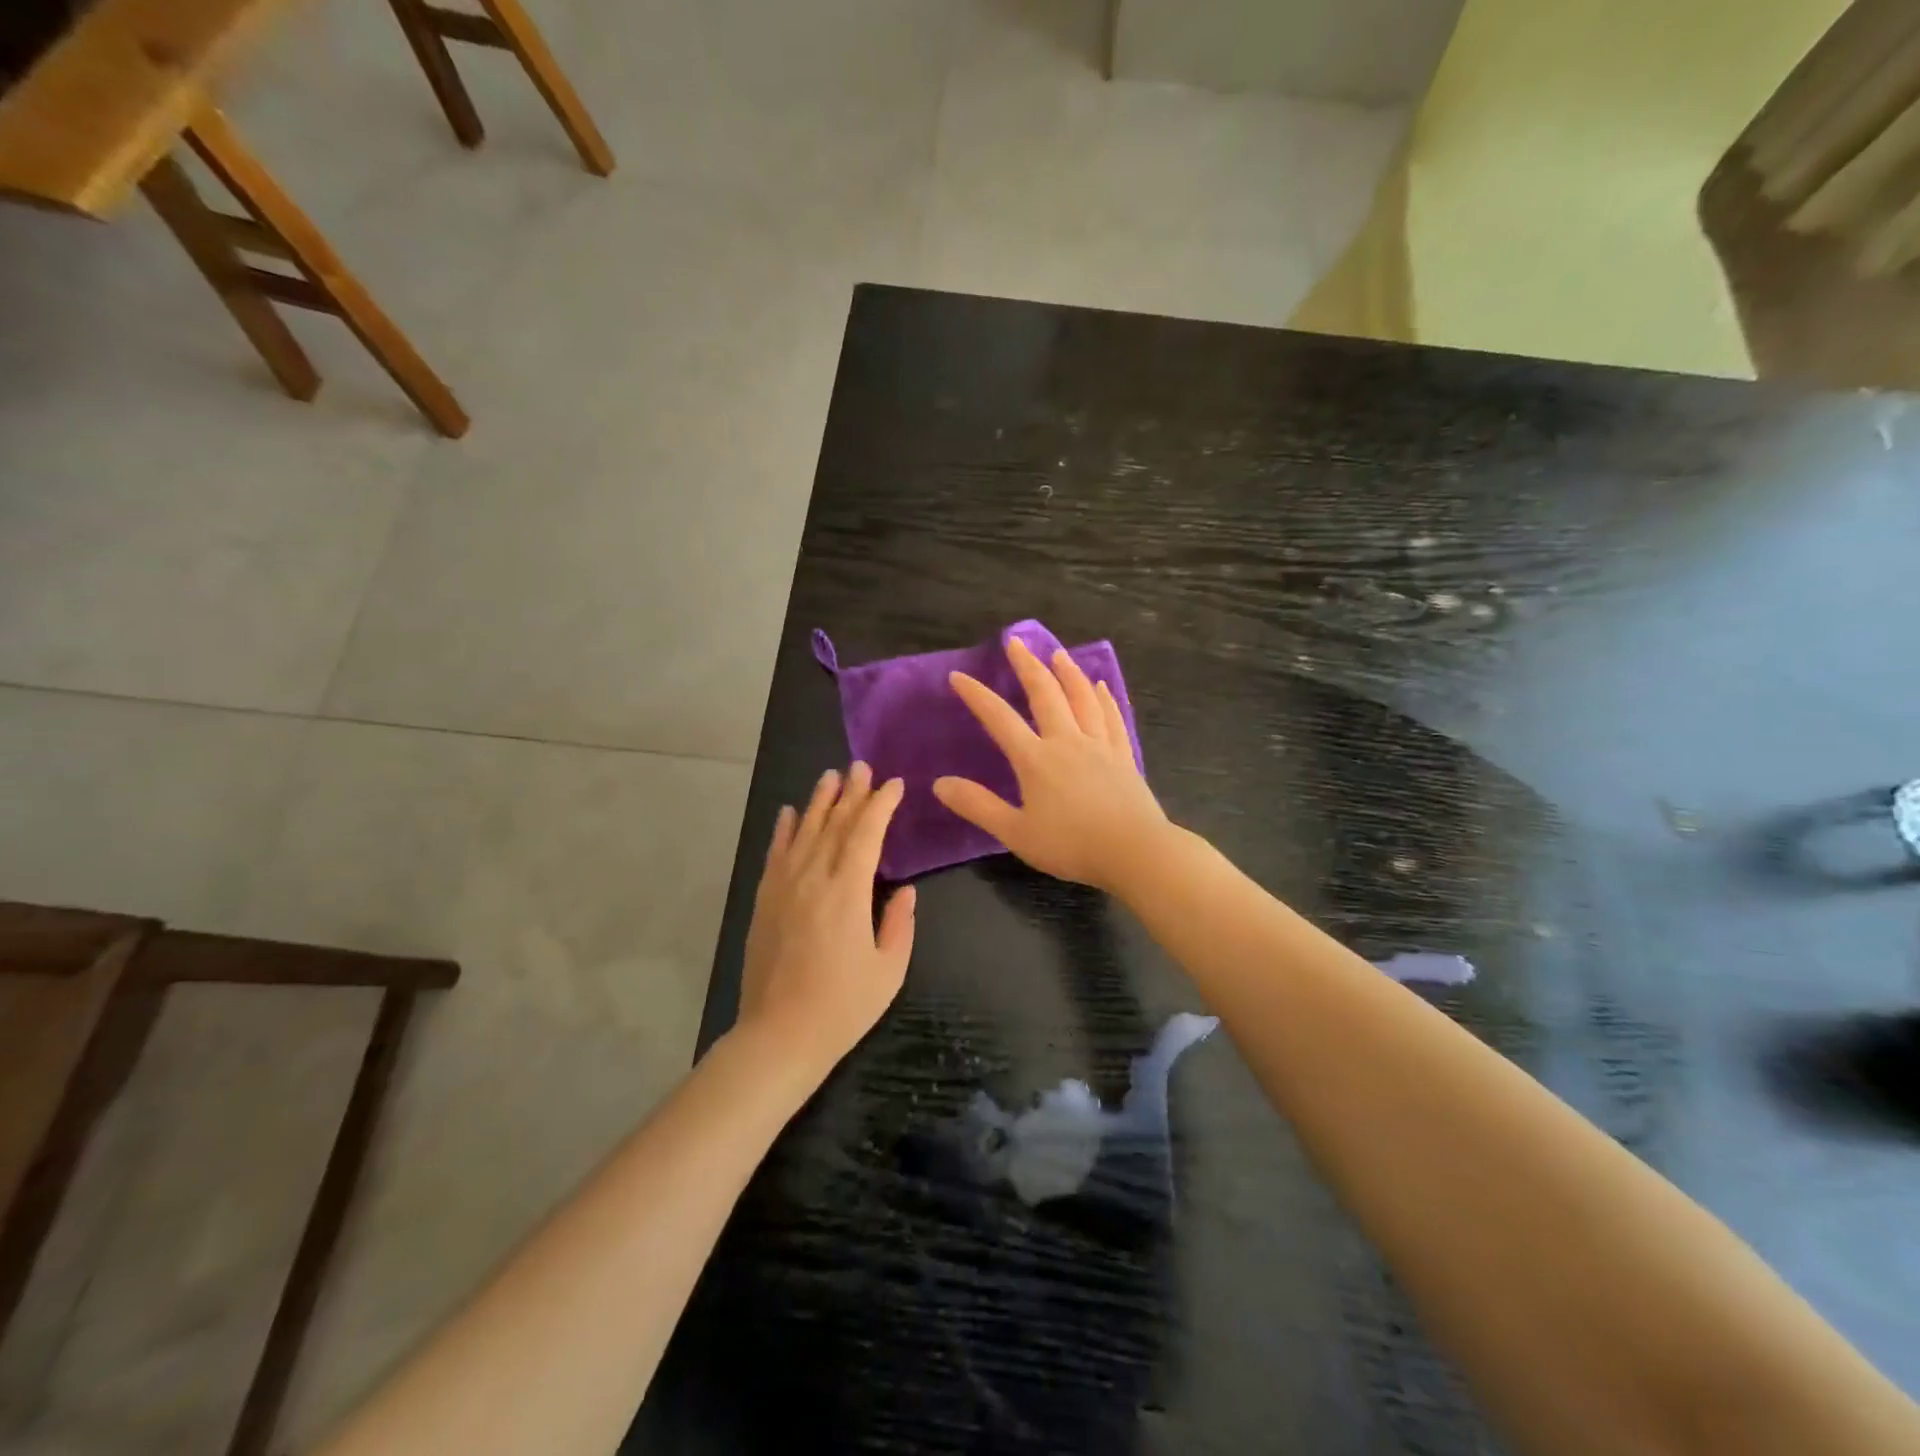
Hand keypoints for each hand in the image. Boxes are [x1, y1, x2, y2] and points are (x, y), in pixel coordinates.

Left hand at [737, 764, 915, 1079]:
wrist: (778, 1035)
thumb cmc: (842, 1007)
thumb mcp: (888, 970)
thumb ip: (899, 924)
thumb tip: (903, 890)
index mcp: (847, 893)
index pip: (866, 834)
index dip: (881, 805)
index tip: (894, 784)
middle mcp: (812, 879)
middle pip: (834, 824)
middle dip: (852, 793)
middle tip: (862, 766)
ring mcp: (783, 887)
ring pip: (803, 831)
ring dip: (819, 801)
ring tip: (831, 776)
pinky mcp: (764, 900)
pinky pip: (775, 854)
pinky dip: (783, 830)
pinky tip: (788, 812)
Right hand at [932, 637, 1169, 892]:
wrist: (1134, 851)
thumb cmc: (1071, 845)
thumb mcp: (1016, 832)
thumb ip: (978, 806)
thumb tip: (939, 783)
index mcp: (1036, 759)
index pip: (999, 719)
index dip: (977, 696)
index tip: (959, 676)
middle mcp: (1066, 741)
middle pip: (1045, 694)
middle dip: (1027, 665)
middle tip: (1016, 642)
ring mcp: (1099, 745)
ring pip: (1082, 698)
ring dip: (1067, 673)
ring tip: (1057, 653)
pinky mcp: (1123, 756)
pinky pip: (1111, 717)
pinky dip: (1104, 698)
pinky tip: (1102, 687)